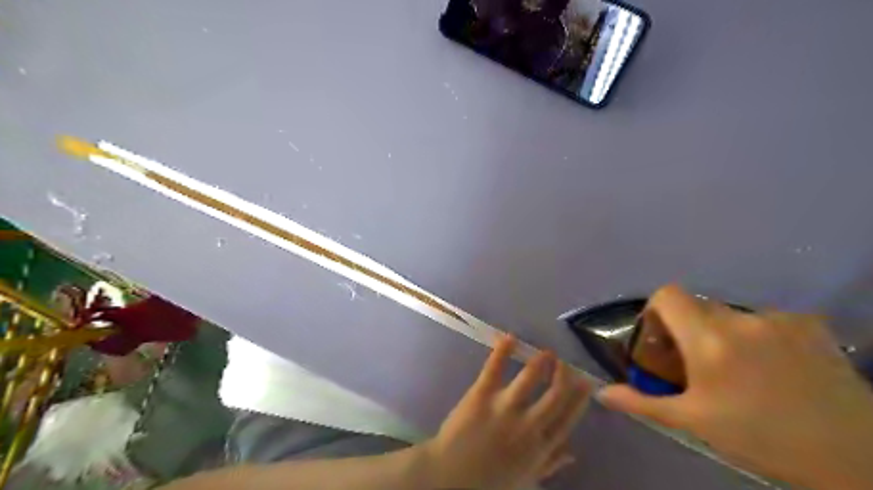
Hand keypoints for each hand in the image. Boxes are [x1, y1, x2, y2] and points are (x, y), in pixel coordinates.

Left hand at [425, 338, 592, 489]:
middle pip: (555, 395)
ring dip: (540, 362)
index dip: (580, 399)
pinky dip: (502, 351)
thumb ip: (549, 464)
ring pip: (529, 378)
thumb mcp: (525, 479)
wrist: (449, 477)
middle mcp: (528, 425)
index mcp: (540, 446)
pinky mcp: (481, 395)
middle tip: (565, 364)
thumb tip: (573, 452)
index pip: (568, 418)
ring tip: (546, 352)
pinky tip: (510, 337)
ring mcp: (505, 408)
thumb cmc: (488, 481)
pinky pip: (494, 368)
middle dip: (563, 376)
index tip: (587, 382)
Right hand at [601, 286, 872, 486]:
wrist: (854, 457)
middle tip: (696, 363)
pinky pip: (764, 320)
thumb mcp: (693, 422)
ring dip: (723, 334)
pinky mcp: (809, 324)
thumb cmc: (760, 438)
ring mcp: (778, 319)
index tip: (662, 340)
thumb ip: (642, 402)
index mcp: (708, 340)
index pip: (668, 295)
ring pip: (731, 314)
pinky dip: (758, 336)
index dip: (656, 311)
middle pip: (697, 307)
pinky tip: (774, 367)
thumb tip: (601, 393)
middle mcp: (741, 319)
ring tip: (738, 371)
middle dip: (688, 329)